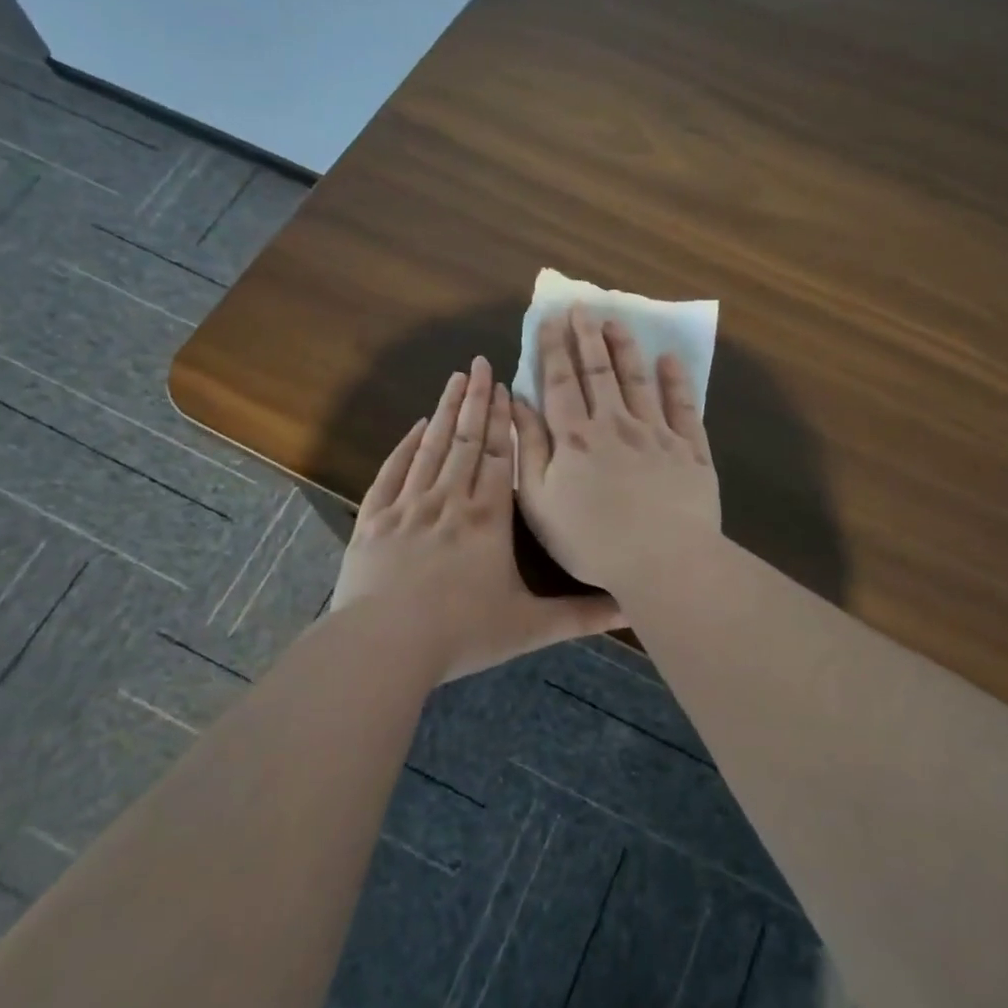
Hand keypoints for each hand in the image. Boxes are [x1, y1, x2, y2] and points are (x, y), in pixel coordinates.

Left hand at [332, 356, 619, 681]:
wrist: (385, 645)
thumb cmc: (461, 634)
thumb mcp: (529, 627)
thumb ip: (581, 615)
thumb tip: (632, 607)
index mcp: (488, 518)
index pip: (498, 456)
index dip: (502, 420)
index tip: (505, 386)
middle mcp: (450, 500)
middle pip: (465, 439)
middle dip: (475, 400)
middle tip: (479, 362)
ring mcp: (408, 506)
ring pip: (431, 447)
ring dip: (444, 411)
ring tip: (454, 379)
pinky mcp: (375, 520)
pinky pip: (393, 472)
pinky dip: (405, 447)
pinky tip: (415, 427)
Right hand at [511, 307, 721, 596]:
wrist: (663, 560)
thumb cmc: (592, 540)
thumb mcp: (541, 501)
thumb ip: (530, 448)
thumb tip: (517, 403)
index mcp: (576, 437)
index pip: (560, 382)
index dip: (553, 348)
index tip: (549, 319)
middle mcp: (615, 423)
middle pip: (598, 371)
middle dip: (586, 336)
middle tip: (581, 307)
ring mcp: (657, 433)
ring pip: (638, 380)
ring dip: (625, 348)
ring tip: (616, 321)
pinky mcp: (690, 449)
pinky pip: (683, 406)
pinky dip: (676, 380)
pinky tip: (669, 360)